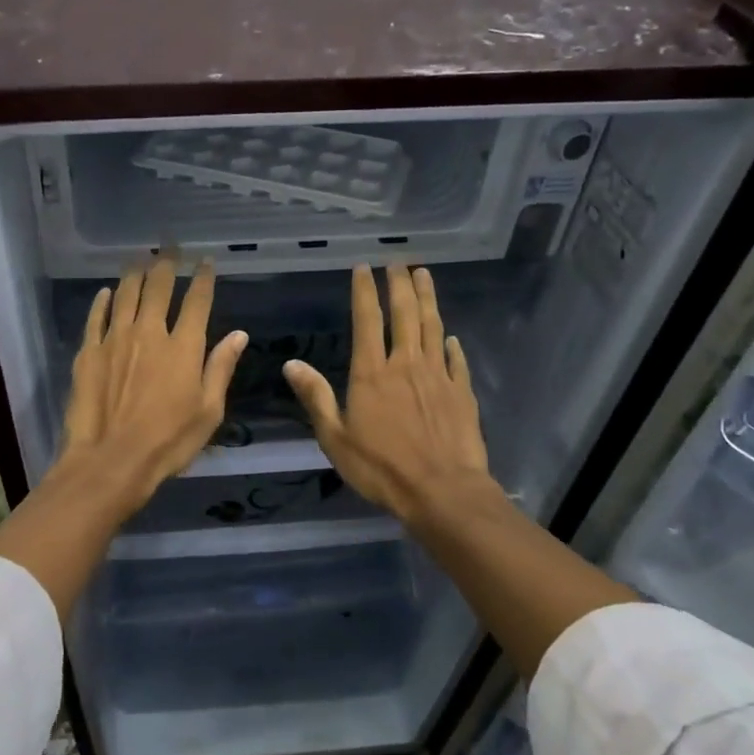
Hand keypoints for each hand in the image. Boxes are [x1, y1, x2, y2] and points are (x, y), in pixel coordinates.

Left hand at [58, 257, 248, 512]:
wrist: (111, 460)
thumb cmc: (168, 442)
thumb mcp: (208, 411)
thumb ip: (221, 368)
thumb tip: (239, 335)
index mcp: (184, 347)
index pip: (197, 301)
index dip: (203, 278)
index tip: (206, 261)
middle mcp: (150, 333)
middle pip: (159, 288)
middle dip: (166, 264)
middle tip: (169, 248)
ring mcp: (115, 339)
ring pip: (126, 295)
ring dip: (135, 274)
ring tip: (140, 259)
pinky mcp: (88, 352)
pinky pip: (96, 317)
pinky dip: (103, 302)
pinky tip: (106, 293)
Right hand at [282, 264, 489, 522]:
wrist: (443, 491)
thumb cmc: (382, 468)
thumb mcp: (335, 438)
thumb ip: (315, 397)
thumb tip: (291, 363)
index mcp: (372, 374)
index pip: (367, 321)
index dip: (364, 292)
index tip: (363, 267)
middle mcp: (406, 365)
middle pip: (404, 315)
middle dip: (399, 285)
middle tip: (398, 262)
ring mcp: (439, 377)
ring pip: (433, 328)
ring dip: (427, 300)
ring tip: (424, 276)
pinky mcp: (462, 393)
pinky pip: (457, 361)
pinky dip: (452, 344)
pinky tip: (451, 337)